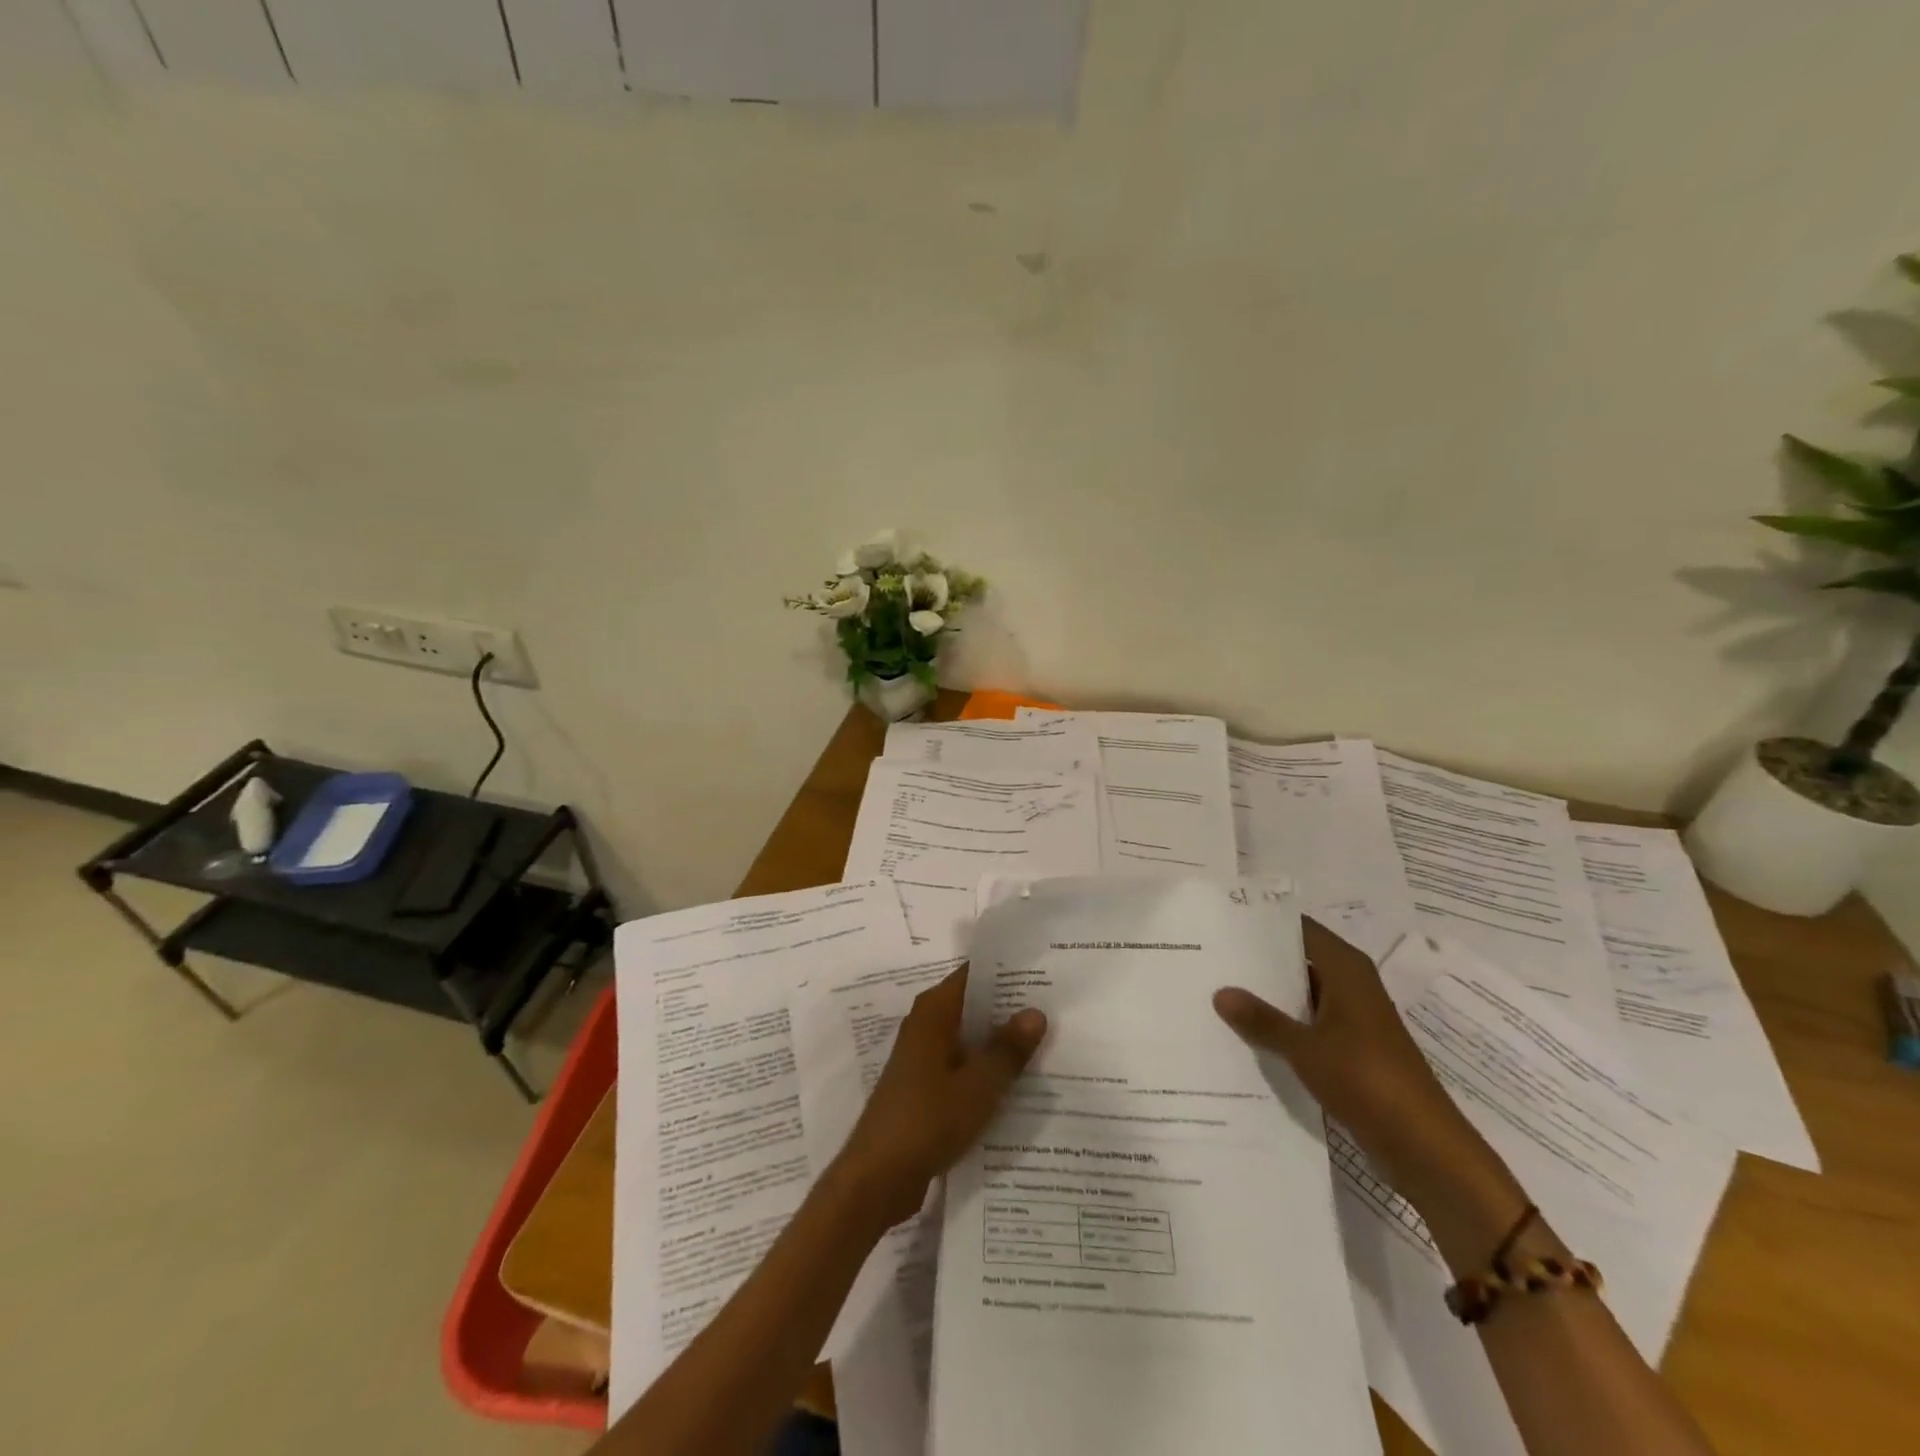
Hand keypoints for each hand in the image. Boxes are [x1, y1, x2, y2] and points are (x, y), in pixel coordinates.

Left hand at [834, 967, 1047, 1227]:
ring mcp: (924, 1057)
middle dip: (1010, 1008)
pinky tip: (1019, 1083)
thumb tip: (1036, 1011)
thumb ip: (1007, 1049)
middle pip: (973, 1005)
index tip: (1043, 972)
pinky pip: (963, 1066)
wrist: (877, 1177)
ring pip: (970, 1038)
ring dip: (1000, 1042)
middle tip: (1057, 1007)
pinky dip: (986, 1069)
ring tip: (1049, 1042)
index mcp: (934, 1012)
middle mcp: (926, 1025)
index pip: (973, 975)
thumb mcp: (978, 1086)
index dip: (1006, 972)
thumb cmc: (927, 1120)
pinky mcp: (925, 1087)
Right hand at [1212, 920, 1526, 1261]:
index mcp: (1347, 969)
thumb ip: (1262, 1019)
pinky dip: (1282, 1025)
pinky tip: (1245, 1032)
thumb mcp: (1305, 1047)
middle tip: (1210, 956)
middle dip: (1258, 961)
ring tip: (1217, 990)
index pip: (1300, 929)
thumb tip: (1220, 992)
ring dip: (1268, 996)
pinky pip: (1308, 1024)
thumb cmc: (1367, 1079)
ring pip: (1301, 995)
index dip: (1264, 924)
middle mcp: (1351, 985)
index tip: (1222, 922)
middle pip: (1299, 960)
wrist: (1423, 1146)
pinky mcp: (1351, 1050)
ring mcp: (1352, 1019)